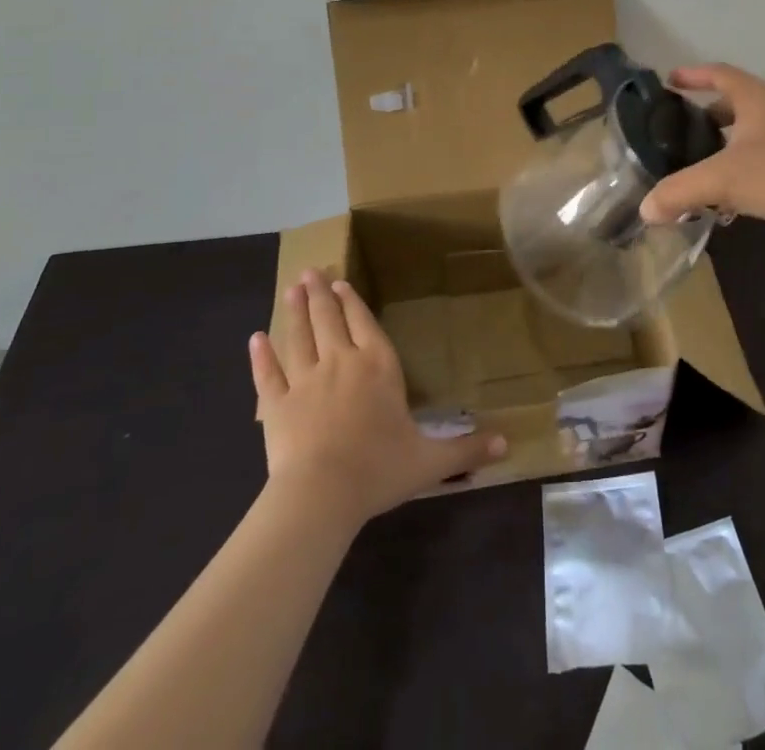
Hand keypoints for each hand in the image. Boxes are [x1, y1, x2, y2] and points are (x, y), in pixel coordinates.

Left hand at [250, 272, 505, 521]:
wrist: (321, 494)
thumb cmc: (379, 470)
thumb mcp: (430, 461)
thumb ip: (467, 449)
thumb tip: (509, 444)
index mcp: (379, 367)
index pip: (365, 324)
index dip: (353, 302)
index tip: (341, 283)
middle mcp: (342, 362)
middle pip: (329, 320)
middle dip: (321, 294)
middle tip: (311, 271)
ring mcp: (305, 380)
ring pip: (300, 336)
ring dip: (296, 311)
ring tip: (291, 288)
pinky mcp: (276, 404)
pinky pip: (268, 374)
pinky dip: (261, 355)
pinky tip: (256, 338)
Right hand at [638, 64, 764, 247]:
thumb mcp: (723, 178)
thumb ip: (680, 191)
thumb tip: (645, 209)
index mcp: (755, 99)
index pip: (719, 73)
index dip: (693, 74)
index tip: (669, 81)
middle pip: (731, 103)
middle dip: (702, 113)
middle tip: (673, 127)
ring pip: (744, 136)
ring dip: (718, 145)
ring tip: (690, 161)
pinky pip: (756, 162)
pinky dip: (735, 170)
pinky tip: (719, 196)